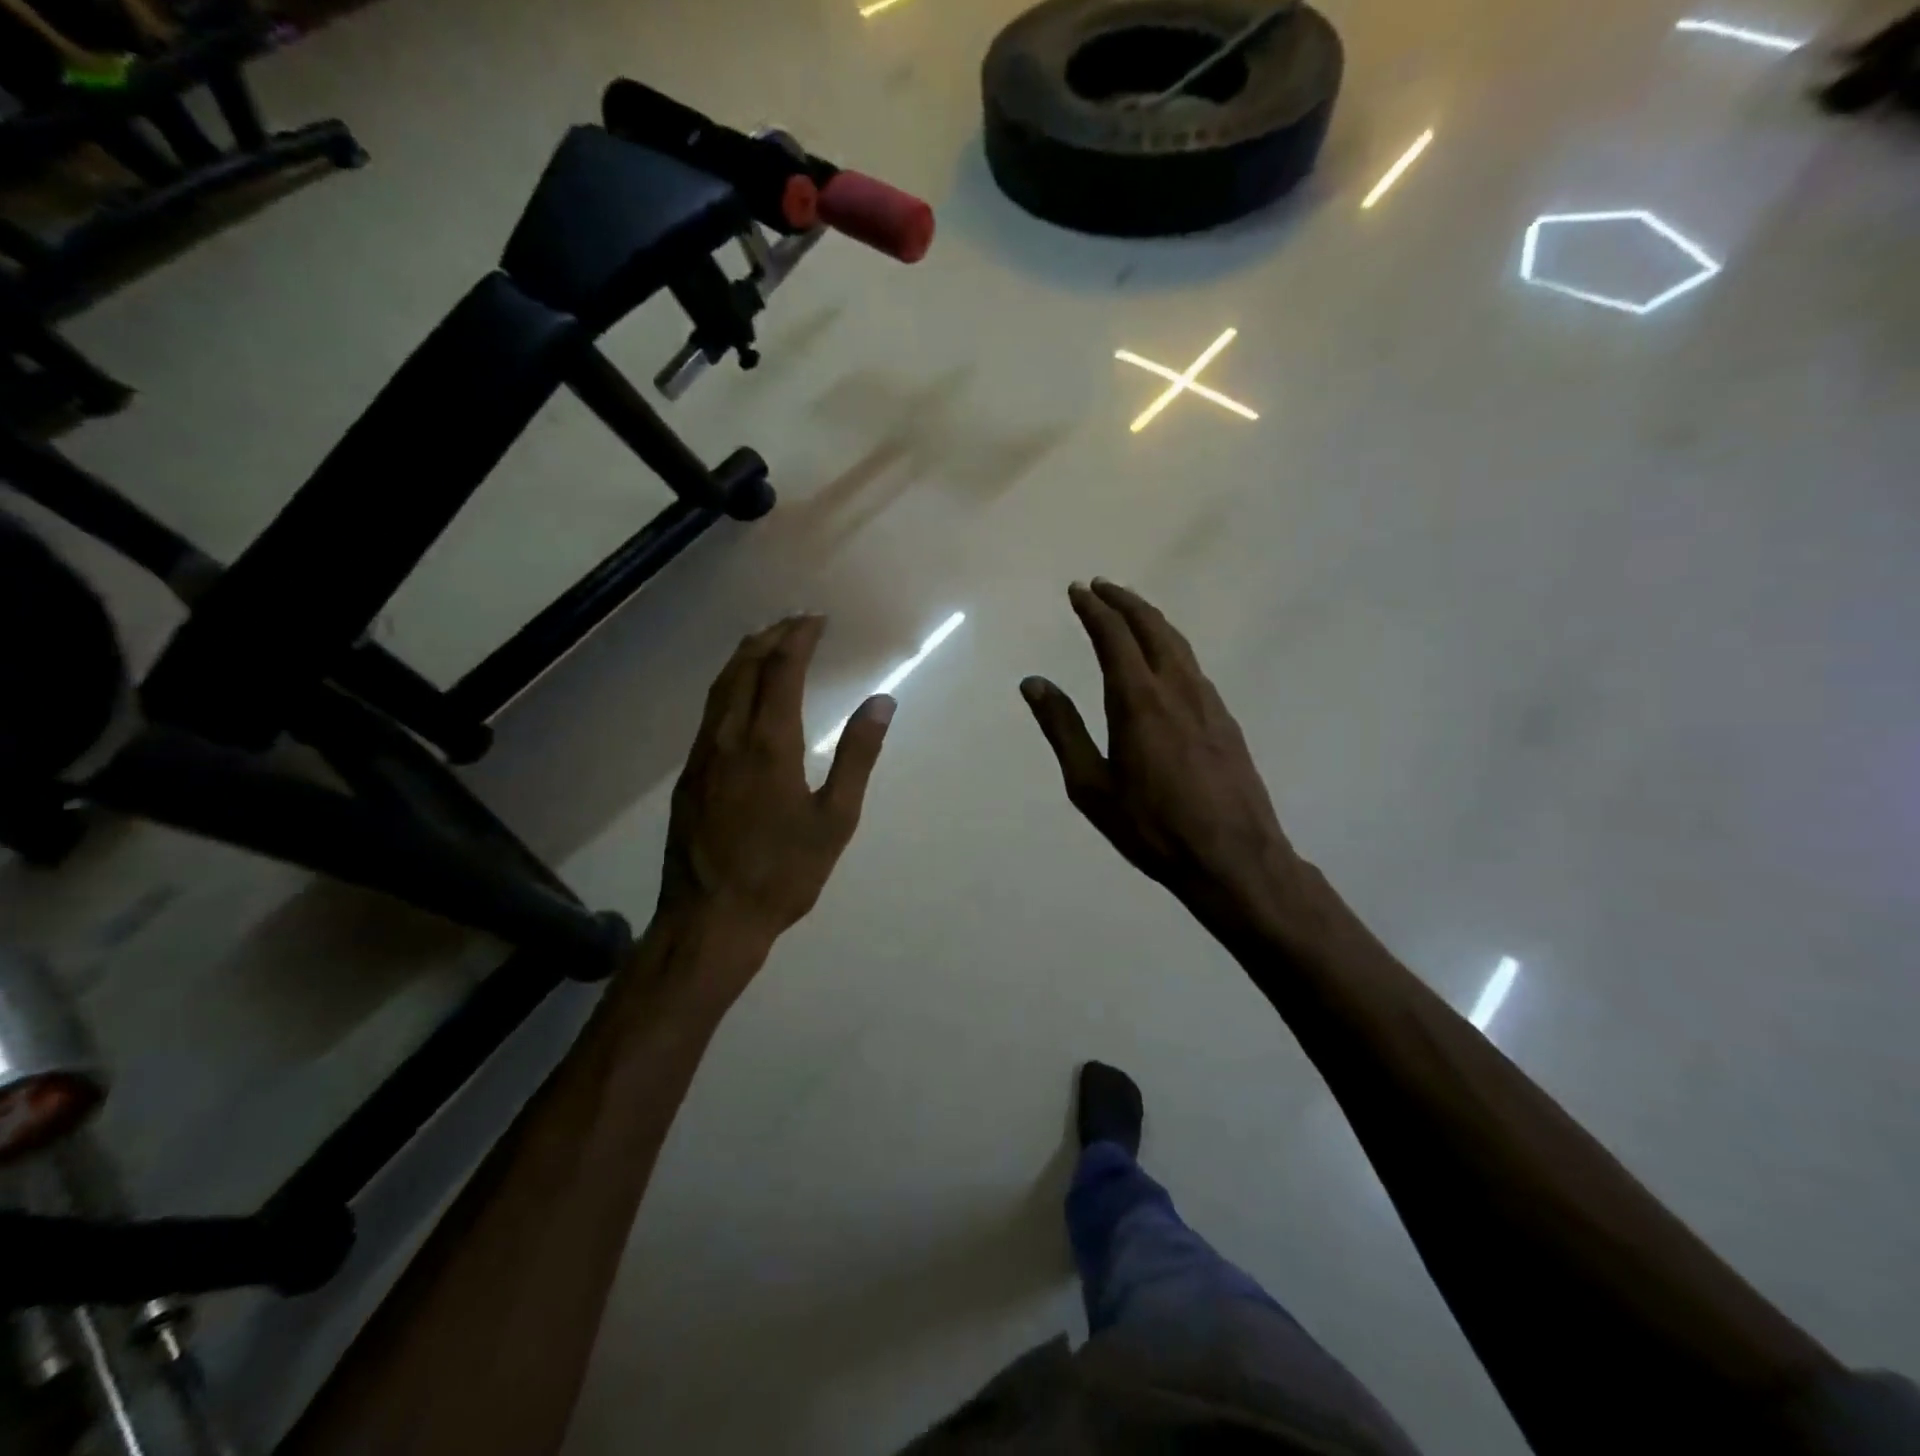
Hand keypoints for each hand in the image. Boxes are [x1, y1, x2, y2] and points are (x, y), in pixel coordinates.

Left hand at [660, 615, 892, 950]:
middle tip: (795, 623)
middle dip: (769, 638)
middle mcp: (729, 739)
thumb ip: (858, 757)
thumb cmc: (783, 872)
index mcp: (769, 745)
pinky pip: (709, 714)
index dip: (798, 639)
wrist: (711, 919)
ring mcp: (702, 757)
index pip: (781, 672)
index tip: (816, 620)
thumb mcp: (835, 819)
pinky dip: (729, 688)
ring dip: (744, 658)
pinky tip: (740, 697)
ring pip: (719, 690)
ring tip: (767, 644)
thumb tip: (881, 702)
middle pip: (743, 670)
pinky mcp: (689, 777)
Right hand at [1021, 581, 1312, 936]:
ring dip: (1150, 619)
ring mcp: (1207, 701)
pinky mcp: (1225, 719)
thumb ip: (1063, 729)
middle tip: (1101, 587)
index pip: (1113, 636)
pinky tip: (1164, 661)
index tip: (1077, 590)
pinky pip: (1192, 666)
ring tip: (1130, 612)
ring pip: (1177, 643)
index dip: (1093, 609)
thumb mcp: (1091, 785)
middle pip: (1151, 627)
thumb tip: (1033, 683)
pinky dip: (1170, 646)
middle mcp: (1176, 688)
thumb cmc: (1151, 827)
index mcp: (1137, 700)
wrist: (1233, 857)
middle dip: (1124, 601)